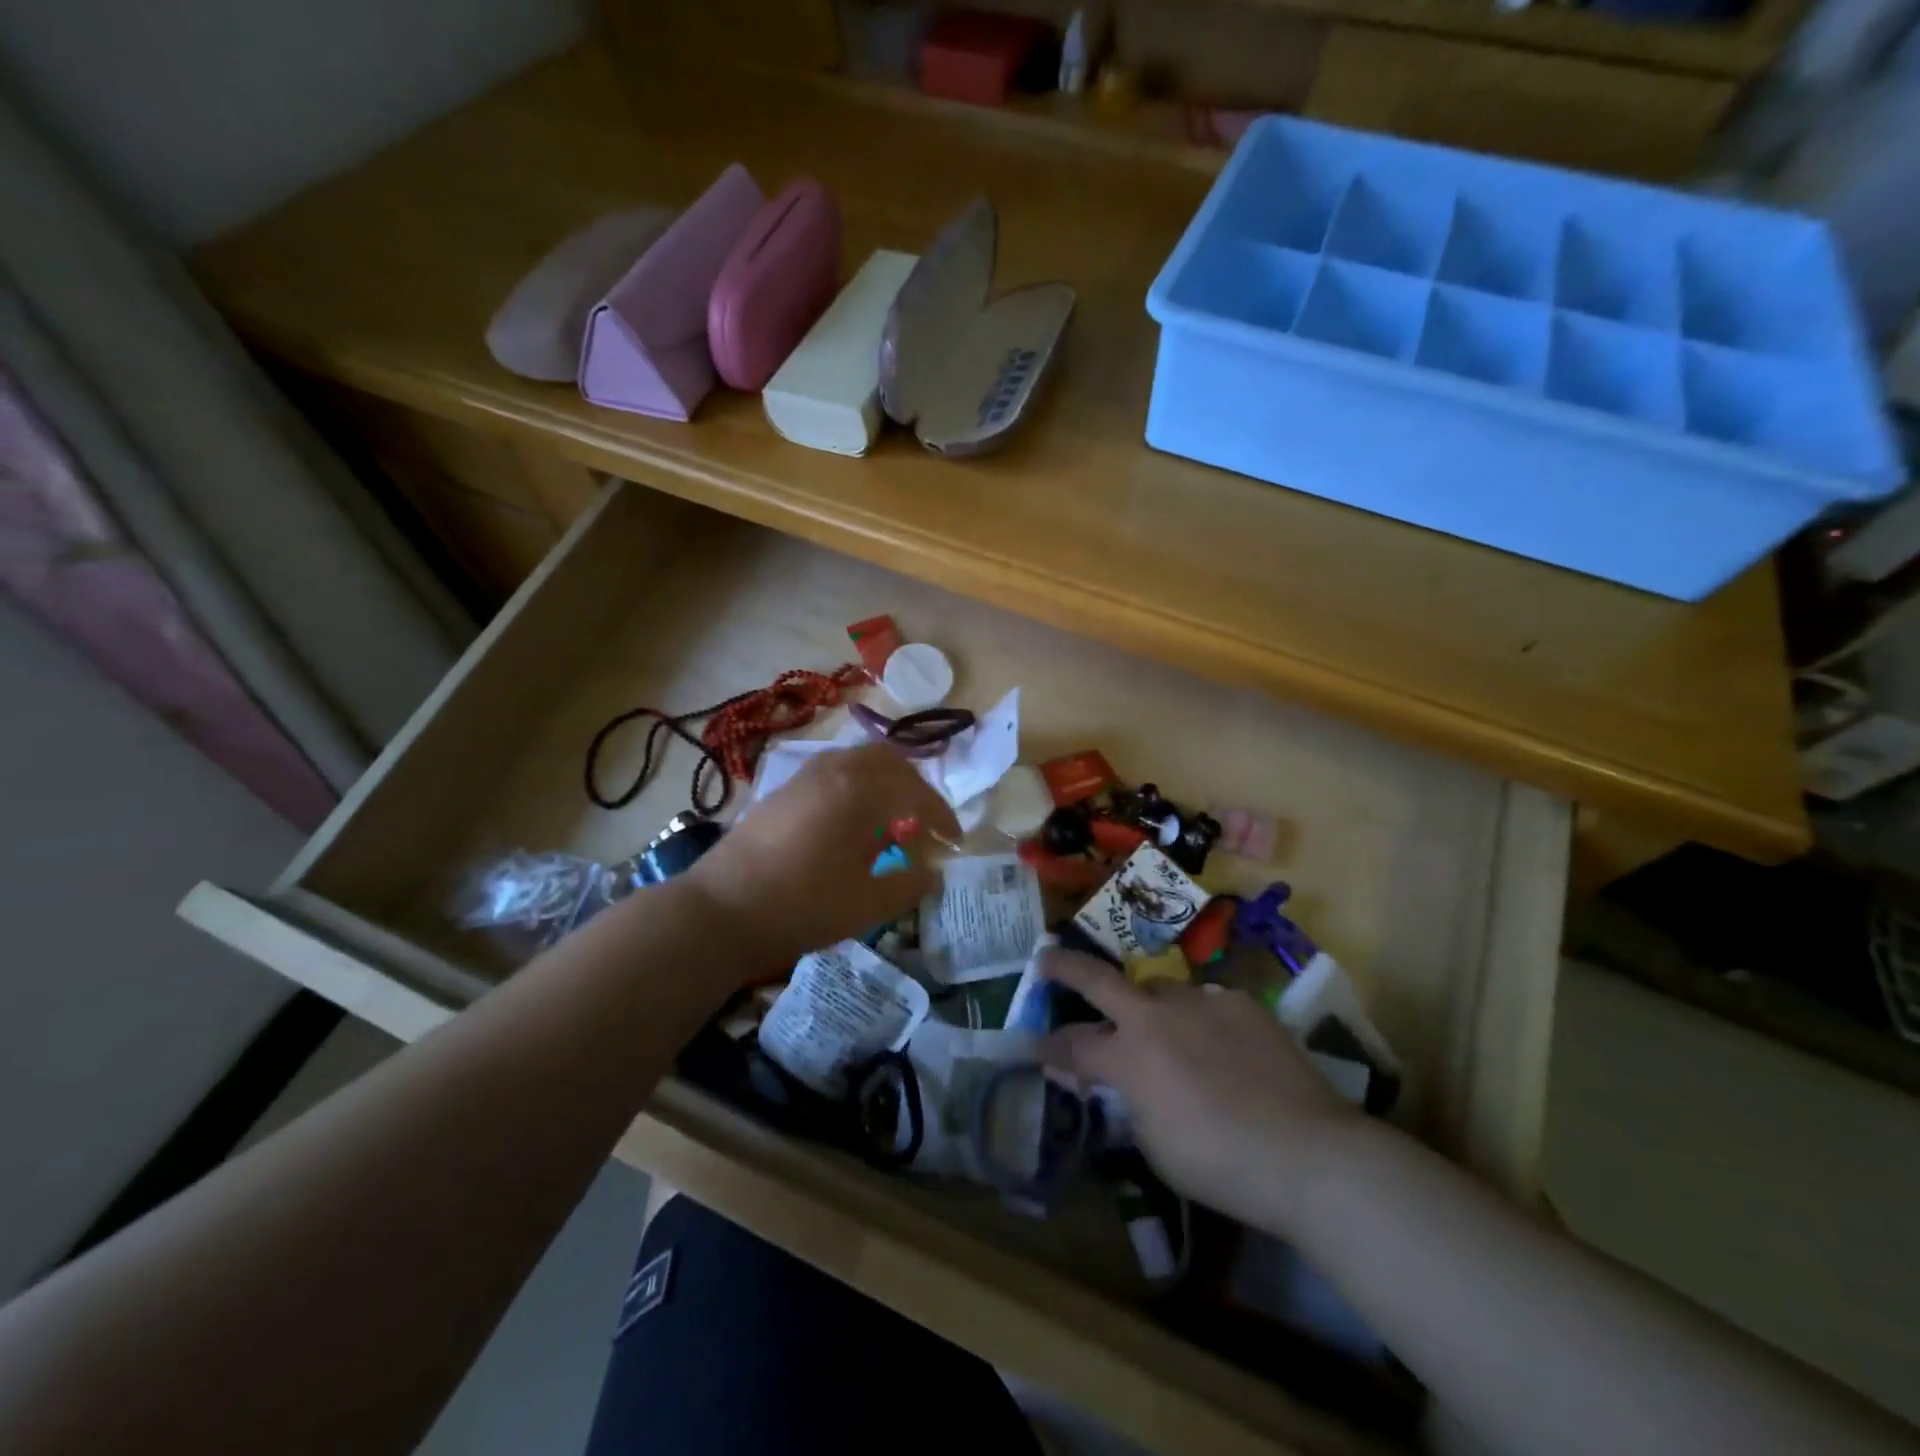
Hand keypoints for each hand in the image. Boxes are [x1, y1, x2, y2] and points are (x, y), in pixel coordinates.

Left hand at [685, 743, 961, 974]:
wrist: (720, 910)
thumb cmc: (803, 904)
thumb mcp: (869, 902)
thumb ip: (911, 883)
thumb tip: (931, 870)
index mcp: (860, 788)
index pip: (917, 792)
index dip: (942, 816)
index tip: (954, 841)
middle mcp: (834, 769)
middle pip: (888, 761)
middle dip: (914, 788)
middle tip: (924, 822)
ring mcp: (803, 776)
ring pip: (857, 763)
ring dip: (884, 784)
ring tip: (890, 821)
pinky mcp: (782, 791)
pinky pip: (833, 774)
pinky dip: (855, 789)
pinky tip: (850, 825)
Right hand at [1042, 950, 1361, 1233]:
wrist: (1308, 1154)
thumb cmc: (1220, 1164)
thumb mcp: (1154, 1144)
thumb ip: (1126, 1102)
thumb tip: (1113, 1082)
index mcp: (1128, 1056)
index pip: (1071, 1045)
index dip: (1048, 1047)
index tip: (1034, 1046)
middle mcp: (1156, 1016)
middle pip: (1097, 978)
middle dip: (1064, 967)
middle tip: (1046, 960)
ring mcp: (1200, 1001)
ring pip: (1158, 990)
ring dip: (1147, 1007)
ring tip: (1162, 1032)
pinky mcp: (1240, 1002)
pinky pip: (1205, 1004)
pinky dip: (1199, 1022)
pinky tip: (1217, 1046)